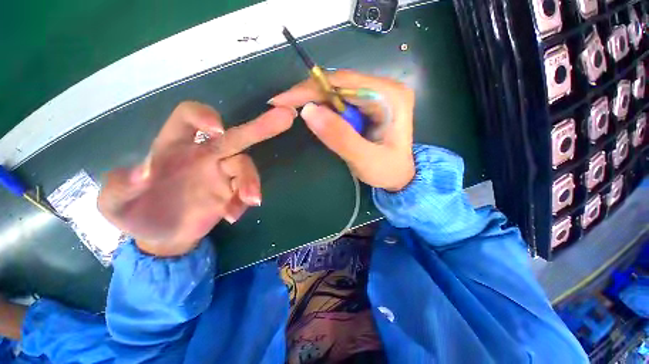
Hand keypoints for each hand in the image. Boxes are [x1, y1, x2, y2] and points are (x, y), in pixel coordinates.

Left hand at [98, 101, 295, 255]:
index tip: (216, 130)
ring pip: (245, 166)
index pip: (190, 117)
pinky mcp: (231, 193)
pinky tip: (232, 216)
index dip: (205, 116)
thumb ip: (120, 185)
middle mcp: (204, 156)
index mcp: (174, 146)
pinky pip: (245, 191)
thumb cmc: (135, 214)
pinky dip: (244, 201)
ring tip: (251, 201)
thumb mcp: (114, 203)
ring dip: (251, 181)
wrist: (161, 237)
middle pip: (236, 136)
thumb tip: (144, 172)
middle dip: (261, 127)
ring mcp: (221, 175)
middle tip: (286, 117)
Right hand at [270, 70, 414, 190]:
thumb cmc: (388, 171)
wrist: (400, 177)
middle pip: (339, 83)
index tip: (282, 99)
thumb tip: (308, 111)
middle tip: (282, 106)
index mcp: (390, 96)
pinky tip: (314, 117)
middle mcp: (384, 88)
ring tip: (291, 111)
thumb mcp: (365, 159)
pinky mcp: (368, 105)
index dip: (311, 88)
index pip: (344, 82)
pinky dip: (324, 109)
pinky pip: (341, 102)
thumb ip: (340, 137)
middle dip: (309, 94)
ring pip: (337, 91)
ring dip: (314, 101)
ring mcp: (376, 95)